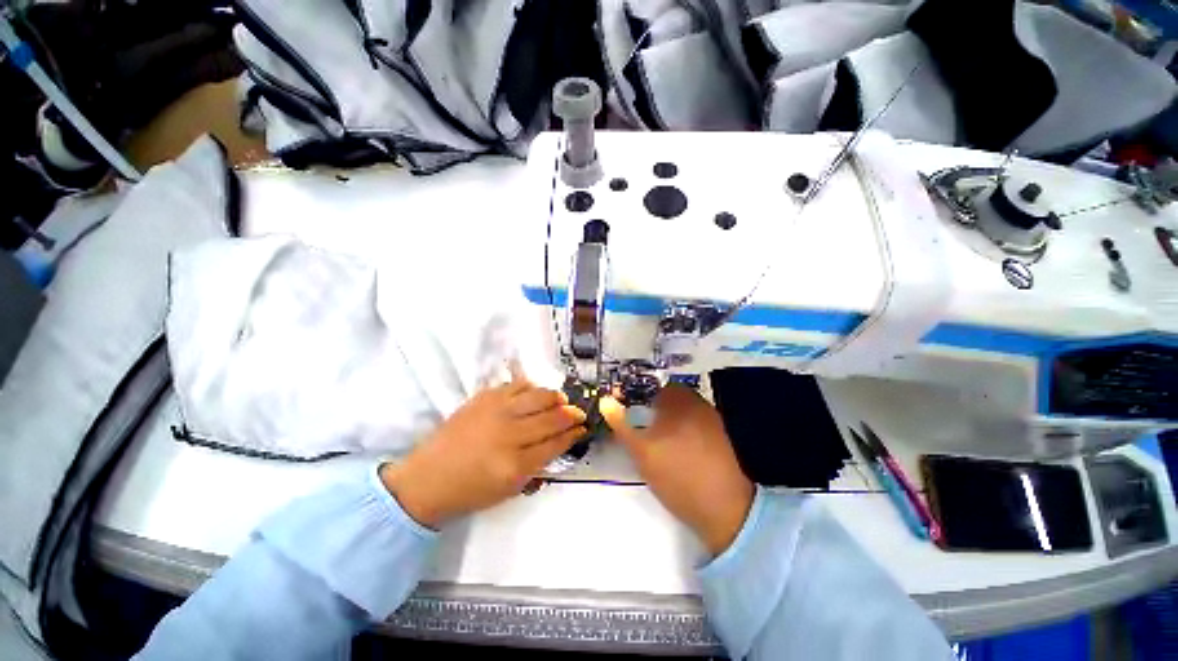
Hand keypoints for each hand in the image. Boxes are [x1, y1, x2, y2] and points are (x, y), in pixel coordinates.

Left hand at [380, 372, 586, 527]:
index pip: (556, 443)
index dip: (573, 434)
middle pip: (551, 418)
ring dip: (555, 397)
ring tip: (562, 400)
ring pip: (538, 396)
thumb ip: (538, 466)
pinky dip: (532, 387)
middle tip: (578, 412)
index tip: (583, 428)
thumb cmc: (471, 490)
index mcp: (516, 465)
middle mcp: (509, 435)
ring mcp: (496, 412)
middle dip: (571, 414)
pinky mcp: (484, 397)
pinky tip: (537, 392)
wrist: (428, 478)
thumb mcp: (510, 489)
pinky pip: (517, 385)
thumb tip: (560, 442)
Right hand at [600, 386, 753, 555]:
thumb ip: (621, 424)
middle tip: (641, 425)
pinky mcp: (721, 435)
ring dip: (668, 416)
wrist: (723, 509)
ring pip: (682, 408)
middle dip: (652, 406)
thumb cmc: (677, 476)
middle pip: (668, 394)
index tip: (627, 408)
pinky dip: (684, 427)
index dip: (637, 395)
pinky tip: (679, 449)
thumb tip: (605, 400)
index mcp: (677, 400)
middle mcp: (697, 403)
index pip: (652, 385)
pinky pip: (696, 421)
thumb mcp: (641, 452)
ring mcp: (712, 418)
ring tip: (658, 439)